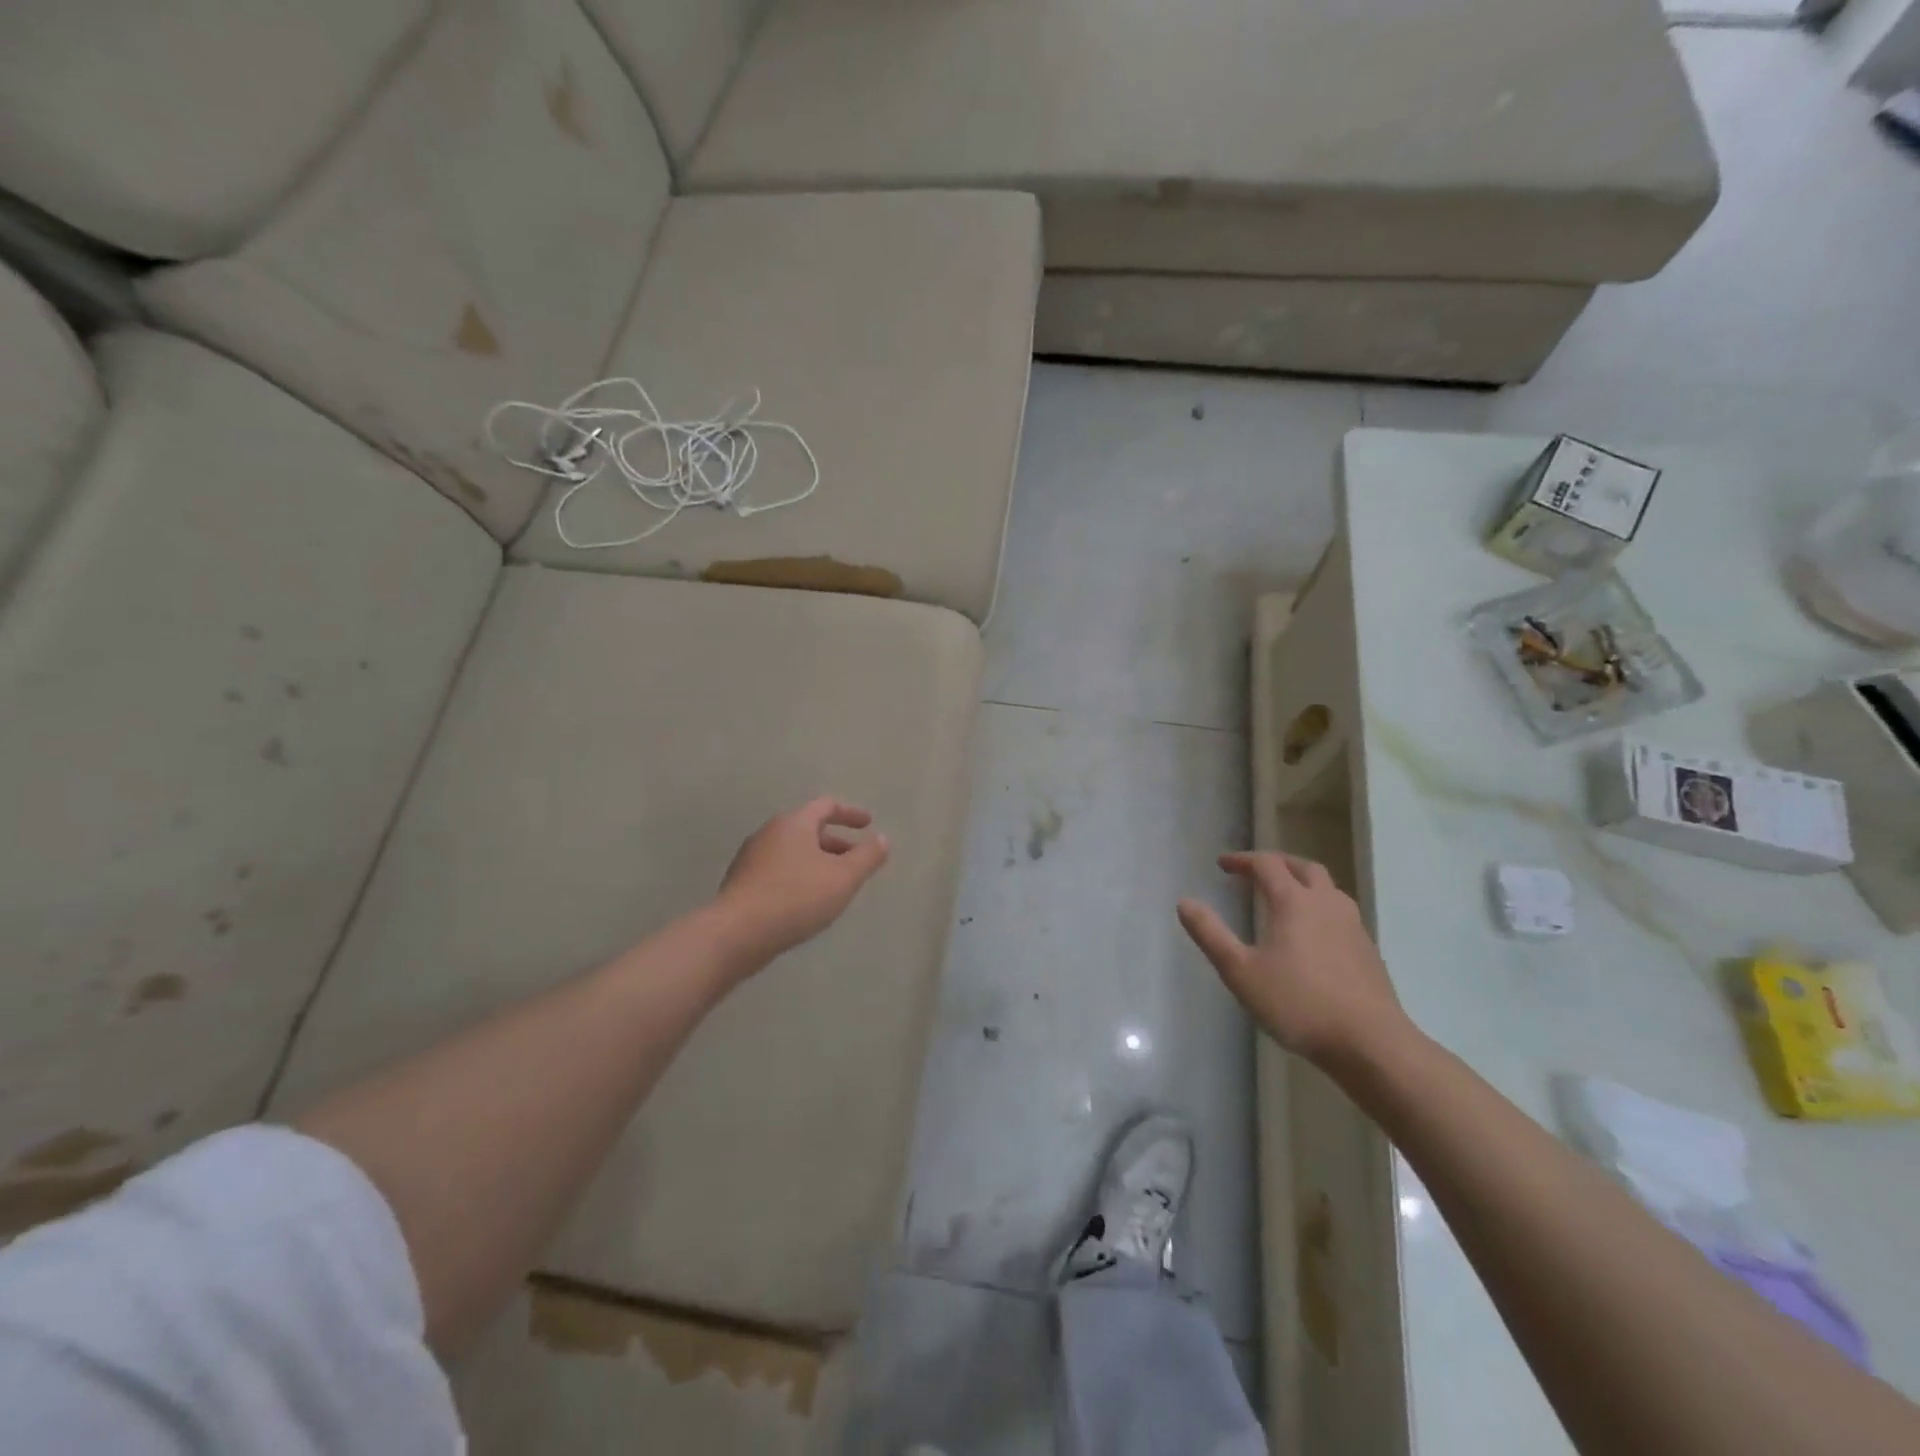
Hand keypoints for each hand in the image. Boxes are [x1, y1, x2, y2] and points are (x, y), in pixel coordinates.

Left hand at [714, 797, 890, 968]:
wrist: (736, 934)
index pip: (826, 806)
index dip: (850, 813)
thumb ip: (867, 857)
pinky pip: (778, 870)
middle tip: (855, 860)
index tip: (868, 824)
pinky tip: (806, 901)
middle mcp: (770, 832)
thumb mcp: (843, 878)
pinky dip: (798, 876)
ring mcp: (751, 857)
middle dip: (835, 842)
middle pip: (808, 828)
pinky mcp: (742, 882)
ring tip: (834, 884)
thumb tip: (882, 839)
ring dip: (817, 861)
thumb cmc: (796, 898)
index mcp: (794, 823)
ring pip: (792, 851)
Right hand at [1177, 852, 1409, 1066]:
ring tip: (1285, 897)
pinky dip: (1320, 907)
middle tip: (1255, 872)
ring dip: (1303, 882)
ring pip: (1328, 888)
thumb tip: (1184, 902)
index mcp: (1294, 902)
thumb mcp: (1241, 971)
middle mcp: (1326, 904)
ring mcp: (1352, 926)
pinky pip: (1341, 912)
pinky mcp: (1368, 950)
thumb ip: (1211, 934)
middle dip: (1277, 863)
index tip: (1223, 864)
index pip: (1266, 864)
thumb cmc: (1298, 1003)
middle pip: (1303, 867)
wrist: (1371, 1042)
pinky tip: (1313, 934)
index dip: (1242, 860)